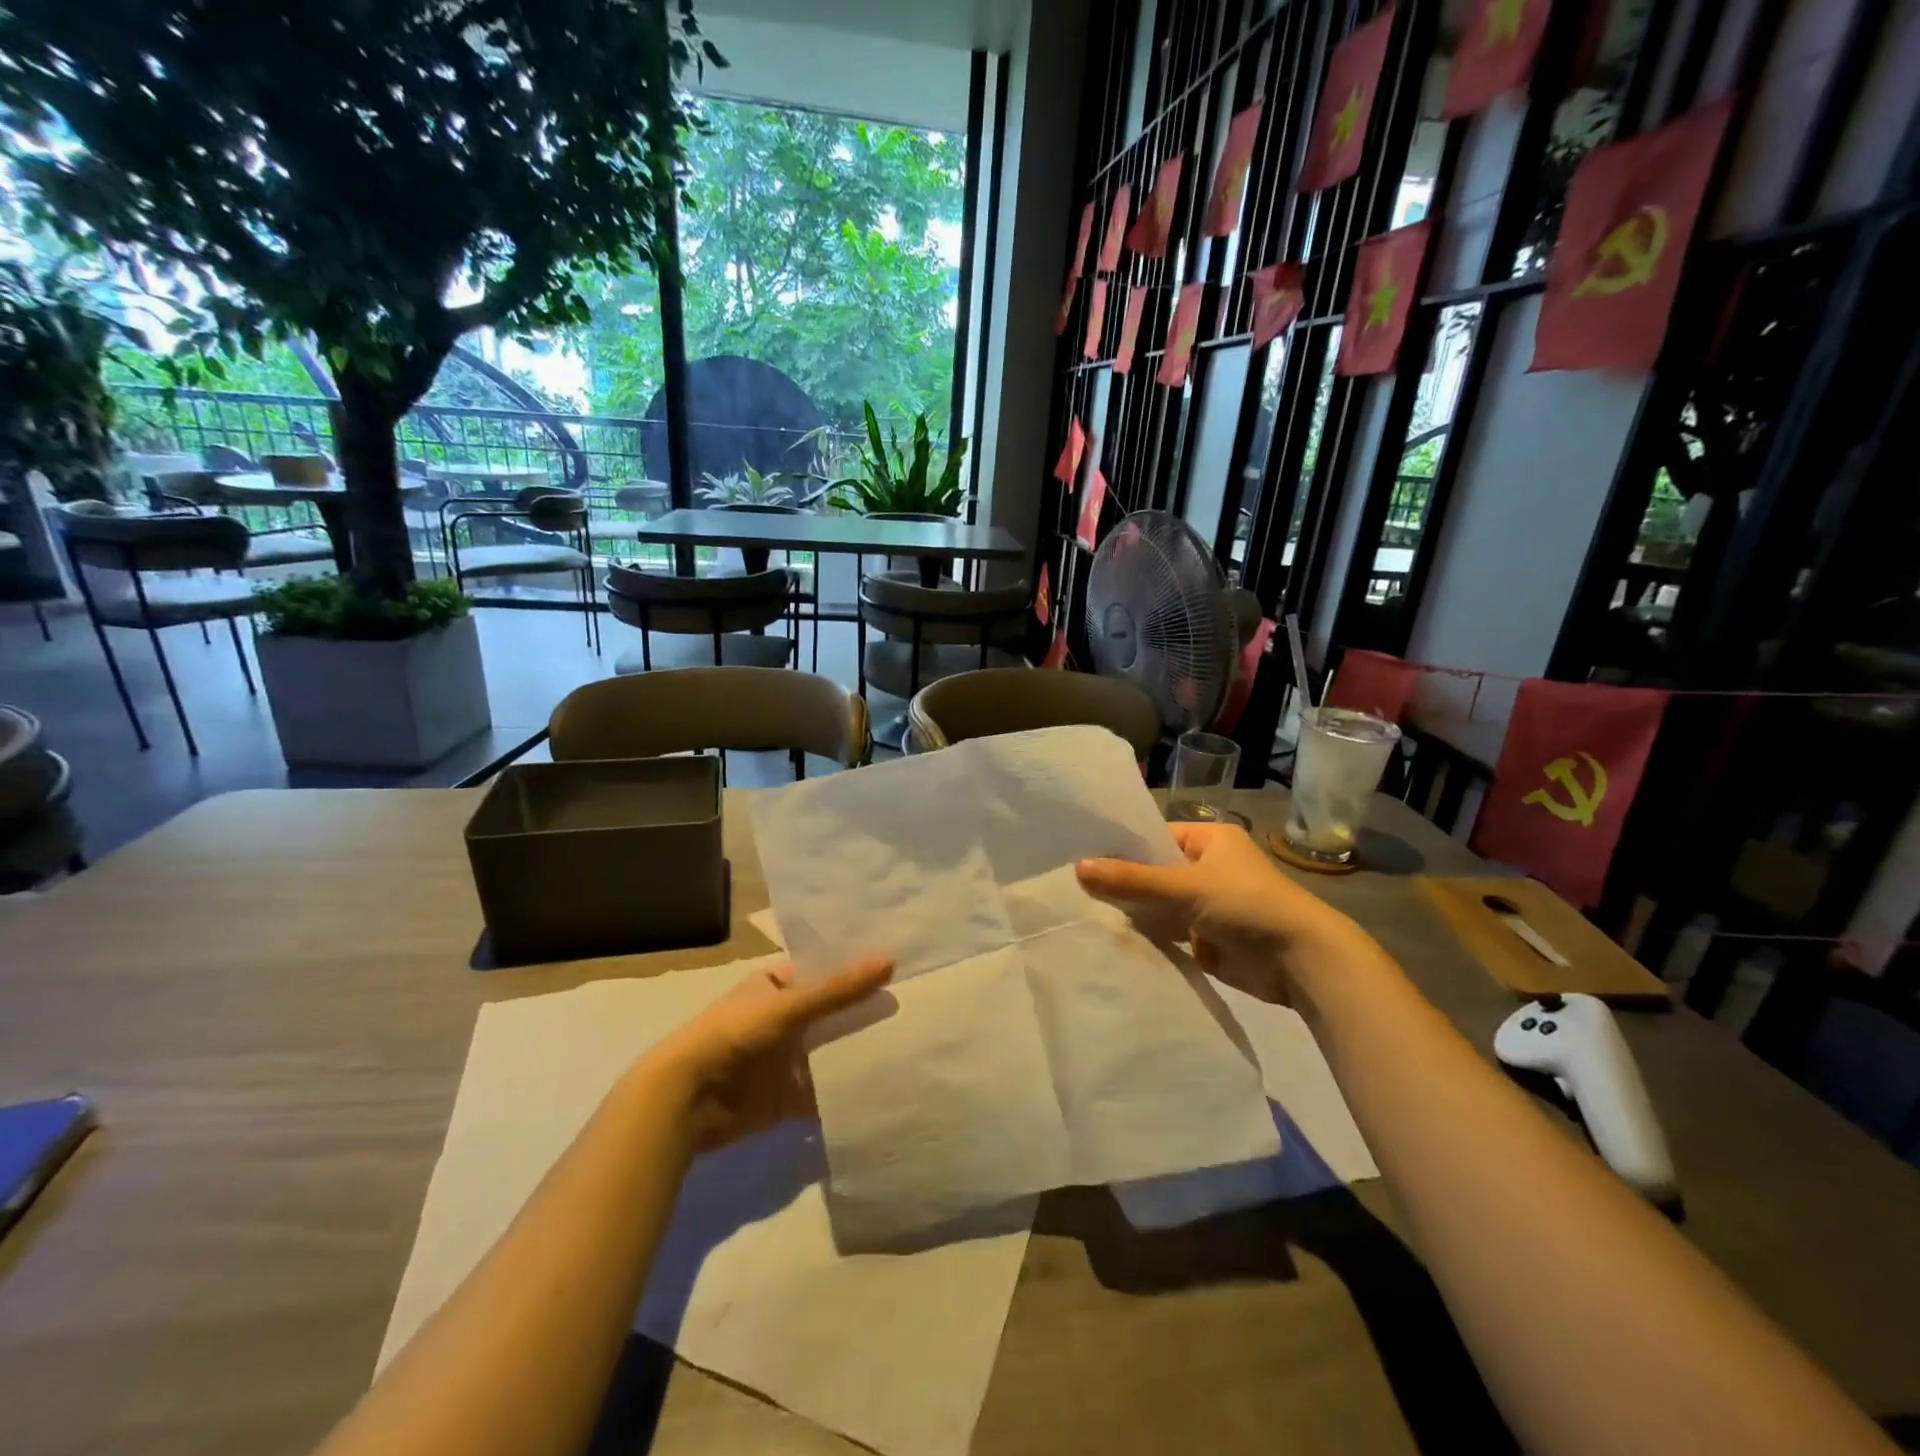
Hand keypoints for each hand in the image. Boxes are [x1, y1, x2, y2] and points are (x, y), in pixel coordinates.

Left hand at [645, 957, 892, 1149]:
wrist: (688, 1099)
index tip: (900, 966)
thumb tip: (890, 961)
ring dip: (857, 1052)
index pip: (824, 971)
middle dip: (863, 1013)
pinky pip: (824, 1092)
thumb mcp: (790, 1005)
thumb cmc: (735, 1034)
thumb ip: (839, 989)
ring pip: (830, 1052)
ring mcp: (785, 1059)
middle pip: (831, 1013)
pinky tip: (882, 1087)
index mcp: (776, 985)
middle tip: (915, 1005)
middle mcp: (783, 1019)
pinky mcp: (787, 1097)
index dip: (856, 970)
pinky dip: (846, 1091)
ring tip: (910, 1042)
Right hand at [1076, 822, 1369, 1002]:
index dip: (1122, 848)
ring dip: (1134, 912)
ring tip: (1082, 913)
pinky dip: (1148, 937)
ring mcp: (1208, 905)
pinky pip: (1169, 933)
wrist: (1302, 962)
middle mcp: (1208, 868)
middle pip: (1155, 872)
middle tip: (1074, 888)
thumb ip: (1132, 880)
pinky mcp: (1207, 938)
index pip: (1155, 837)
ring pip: (1160, 904)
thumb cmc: (1247, 905)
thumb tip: (1078, 867)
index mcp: (1210, 839)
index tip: (1082, 857)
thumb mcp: (1186, 887)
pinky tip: (1111, 939)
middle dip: (1123, 883)